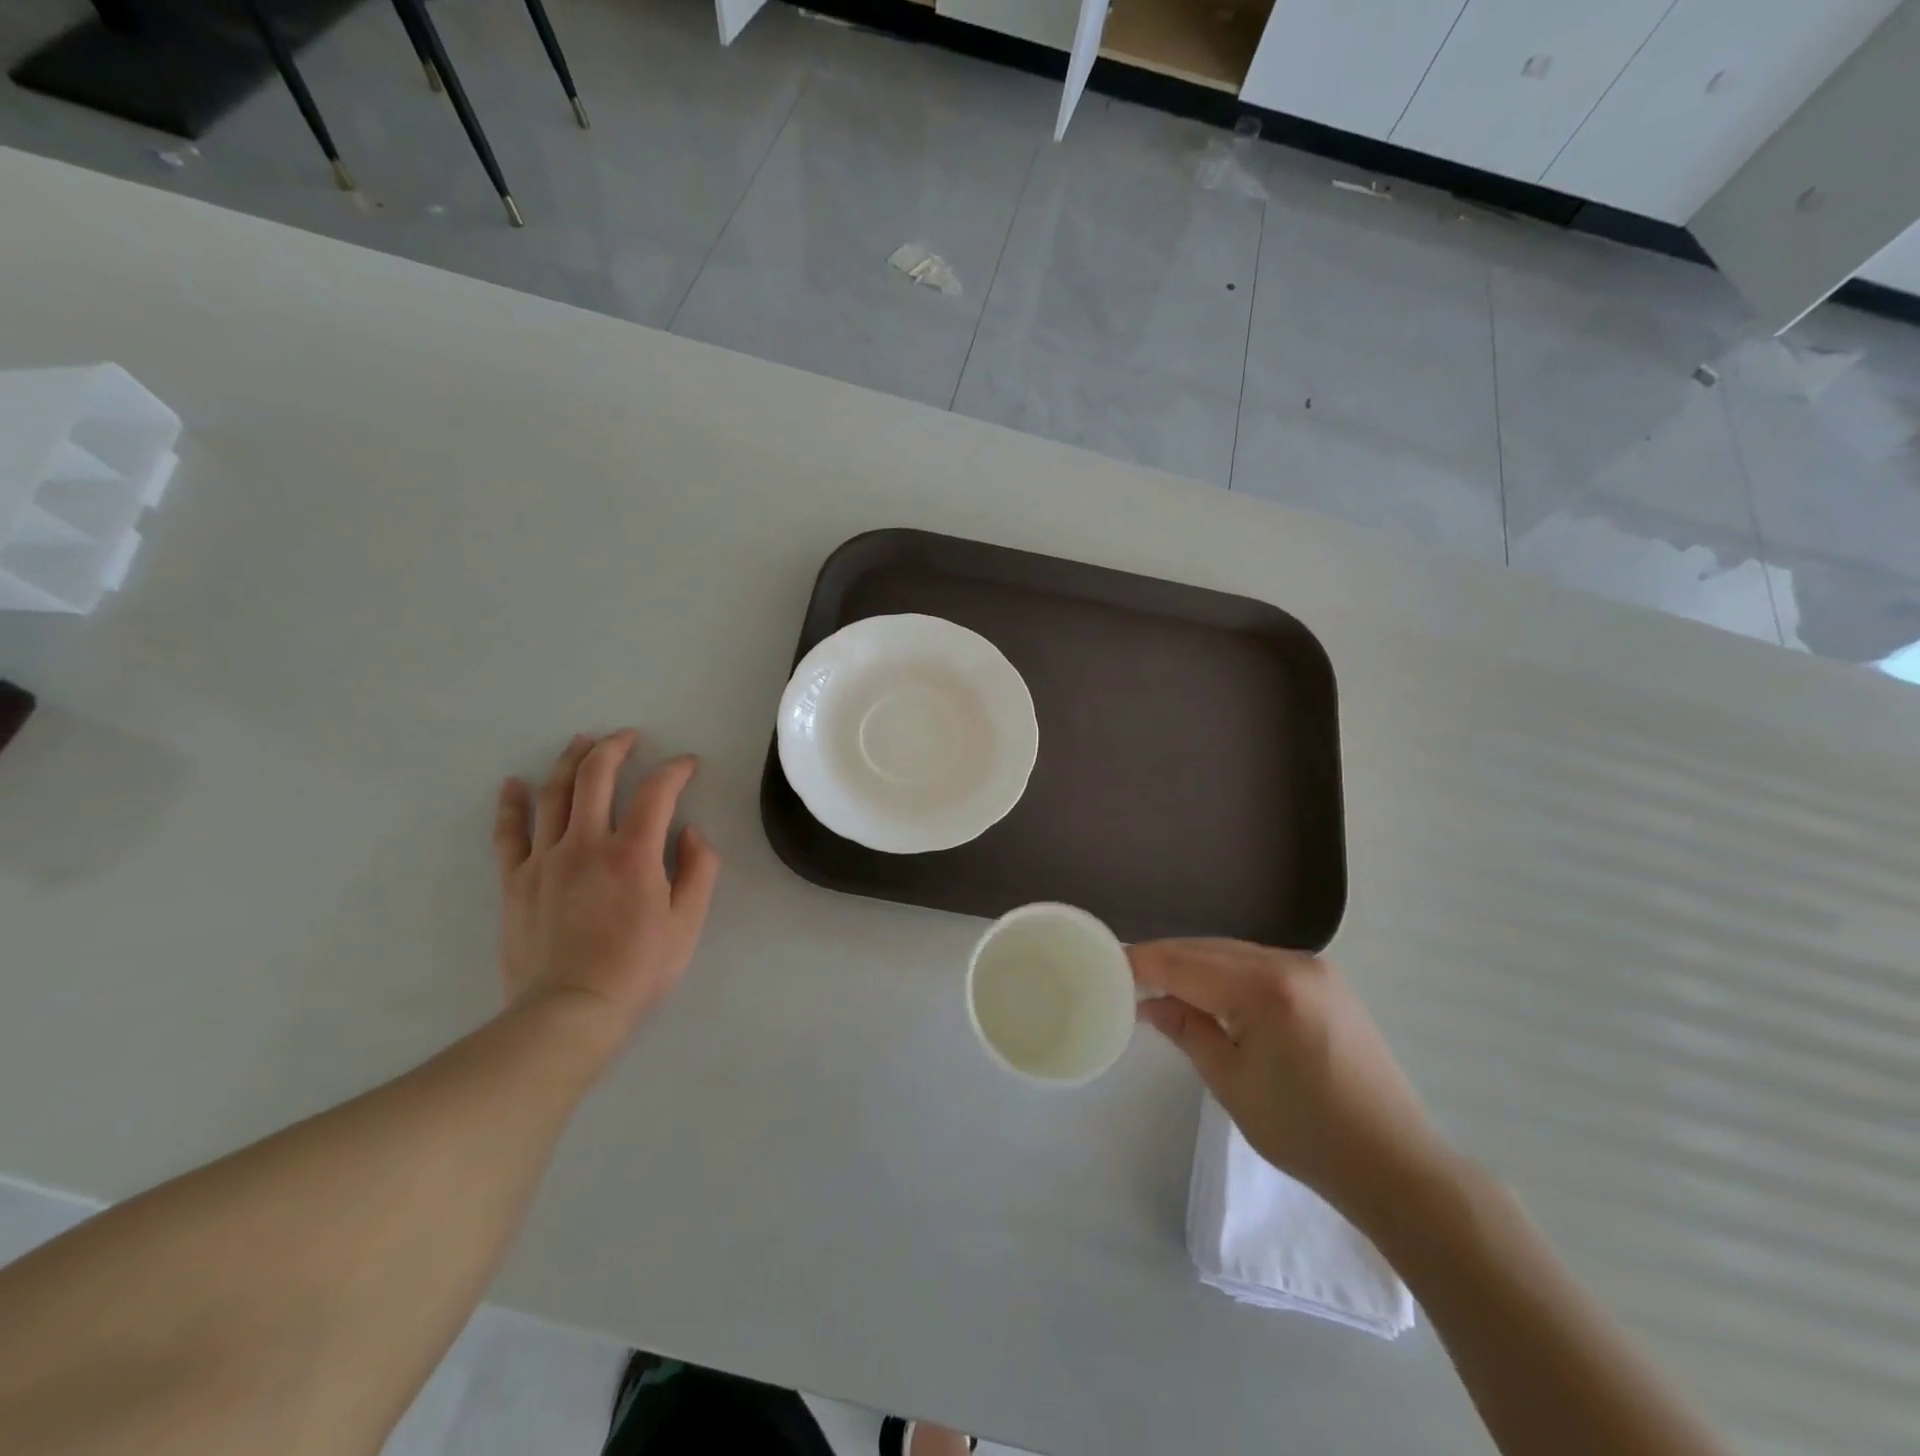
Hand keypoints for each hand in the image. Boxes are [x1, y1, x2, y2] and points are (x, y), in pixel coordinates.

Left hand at [493, 731, 720, 1055]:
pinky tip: (514, 783)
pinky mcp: (515, 880)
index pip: (657, 792)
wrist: (568, 1013)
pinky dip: (512, 803)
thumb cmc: (637, 969)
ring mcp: (545, 859)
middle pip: (596, 776)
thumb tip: (692, 832)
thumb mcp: (687, 923)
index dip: (675, 770)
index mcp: (633, 853)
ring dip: (570, 760)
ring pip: (554, 793)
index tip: (688, 764)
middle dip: (615, 747)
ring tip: (583, 741)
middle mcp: (586, 844)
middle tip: (629, 737)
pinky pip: (509, 832)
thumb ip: (699, 871)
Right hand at [1132, 940, 1455, 1230]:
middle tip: (1129, 978)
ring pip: (1234, 953)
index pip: (1185, 963)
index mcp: (1264, 988)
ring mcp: (1313, 968)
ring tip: (1162, 985)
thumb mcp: (1230, 1082)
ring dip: (1196, 965)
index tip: (1108, 965)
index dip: (1143, 962)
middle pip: (1208, 949)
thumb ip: (1186, 1029)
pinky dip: (1228, 973)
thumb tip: (1149, 1002)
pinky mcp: (1326, 982)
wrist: (1395, 1163)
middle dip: (1166, 960)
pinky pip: (1260, 964)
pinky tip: (1210, 991)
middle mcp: (1290, 962)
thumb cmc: (1305, 1133)